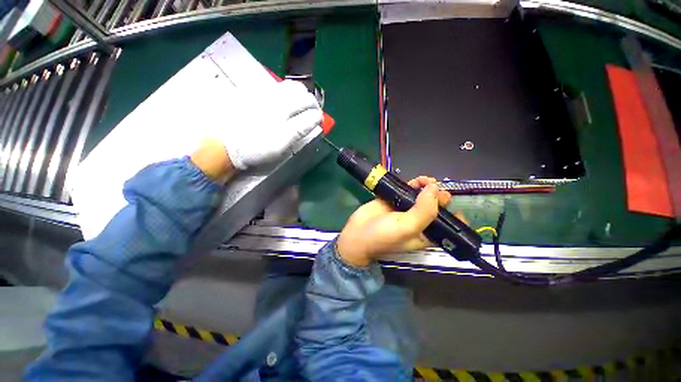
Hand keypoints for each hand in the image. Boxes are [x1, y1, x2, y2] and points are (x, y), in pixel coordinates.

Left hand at [223, 80, 321, 169]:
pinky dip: (287, 94)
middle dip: (311, 102)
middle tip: (311, 115)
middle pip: (301, 91)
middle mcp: (275, 97)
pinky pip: (277, 88)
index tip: (318, 123)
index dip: (317, 114)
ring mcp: (264, 94)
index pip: (308, 105)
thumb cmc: (256, 148)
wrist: (225, 144)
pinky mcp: (255, 94)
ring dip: (300, 96)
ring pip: (289, 87)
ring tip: (300, 108)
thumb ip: (300, 130)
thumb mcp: (282, 145)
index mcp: (283, 110)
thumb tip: (315, 118)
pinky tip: (285, 105)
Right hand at [336, 176, 452, 267]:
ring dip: (428, 187)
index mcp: (427, 234)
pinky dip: (416, 184)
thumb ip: (424, 210)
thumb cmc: (383, 236)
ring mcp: (407, 209)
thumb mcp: (407, 228)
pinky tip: (418, 181)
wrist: (357, 233)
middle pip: (437, 207)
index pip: (449, 227)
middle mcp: (420, 221)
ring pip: (424, 196)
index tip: (452, 206)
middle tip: (435, 190)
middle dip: (440, 197)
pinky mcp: (396, 200)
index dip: (455, 216)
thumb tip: (434, 188)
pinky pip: (410, 190)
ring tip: (425, 181)